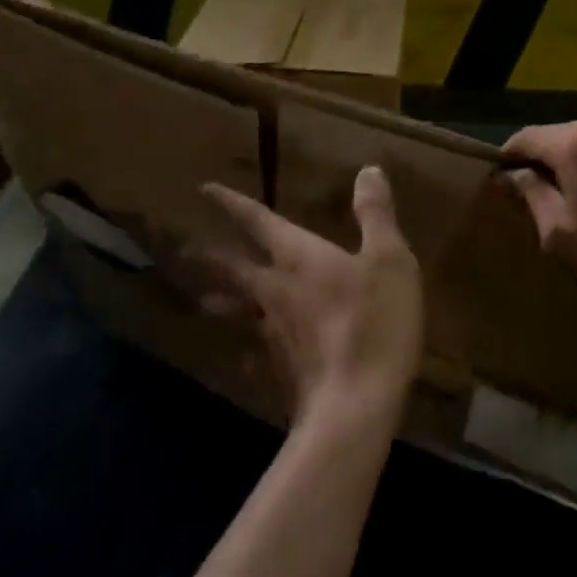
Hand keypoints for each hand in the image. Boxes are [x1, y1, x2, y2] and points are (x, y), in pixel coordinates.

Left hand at [193, 168, 423, 430]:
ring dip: (220, 300)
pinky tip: (249, 358)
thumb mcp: (389, 259)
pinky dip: (249, 349)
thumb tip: (368, 170)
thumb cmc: (374, 322)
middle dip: (213, 256)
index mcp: (297, 258)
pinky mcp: (279, 370)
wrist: (354, 406)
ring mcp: (272, 334)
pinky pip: (256, 351)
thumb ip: (375, 215)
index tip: (205, 190)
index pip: (258, 221)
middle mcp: (274, 291)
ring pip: (238, 311)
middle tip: (187, 249)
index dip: (232, 203)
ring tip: (204, 299)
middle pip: (235, 269)